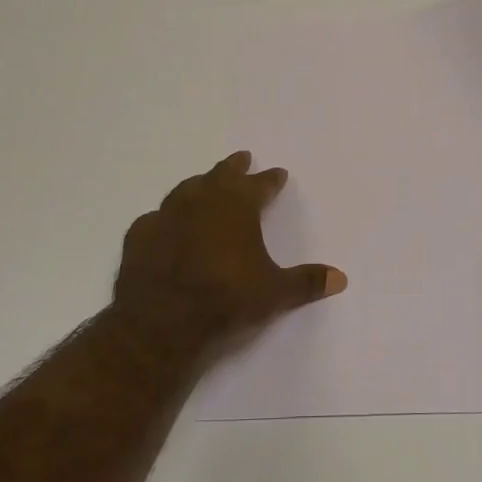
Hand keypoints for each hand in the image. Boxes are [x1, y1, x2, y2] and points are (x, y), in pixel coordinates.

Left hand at [111, 151, 345, 366]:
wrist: (161, 322)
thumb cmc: (226, 300)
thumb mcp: (275, 294)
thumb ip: (307, 282)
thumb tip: (341, 278)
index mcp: (237, 207)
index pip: (259, 185)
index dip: (270, 180)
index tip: (278, 173)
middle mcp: (201, 201)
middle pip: (221, 175)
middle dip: (234, 167)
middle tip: (242, 158)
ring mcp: (166, 215)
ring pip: (186, 189)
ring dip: (200, 185)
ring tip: (205, 184)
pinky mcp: (140, 235)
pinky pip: (156, 218)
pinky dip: (167, 218)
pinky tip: (166, 225)